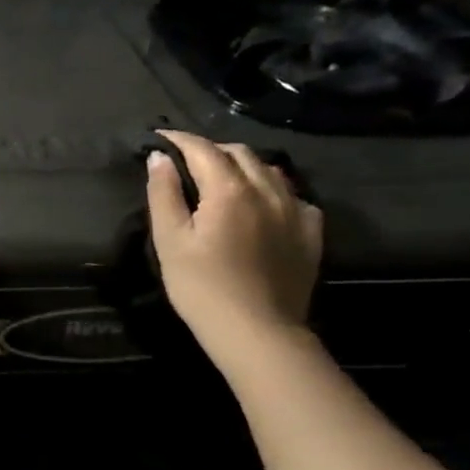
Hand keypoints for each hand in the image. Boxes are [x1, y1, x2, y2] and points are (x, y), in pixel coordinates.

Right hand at [147, 130, 323, 361]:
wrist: (258, 331)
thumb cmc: (201, 286)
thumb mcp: (170, 240)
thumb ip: (164, 193)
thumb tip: (158, 158)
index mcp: (229, 189)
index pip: (202, 149)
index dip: (179, 139)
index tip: (159, 137)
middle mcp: (267, 190)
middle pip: (239, 154)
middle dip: (210, 149)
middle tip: (185, 159)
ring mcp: (295, 211)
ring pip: (270, 171)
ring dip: (242, 165)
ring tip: (222, 176)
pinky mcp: (310, 234)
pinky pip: (294, 196)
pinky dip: (273, 189)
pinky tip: (263, 204)